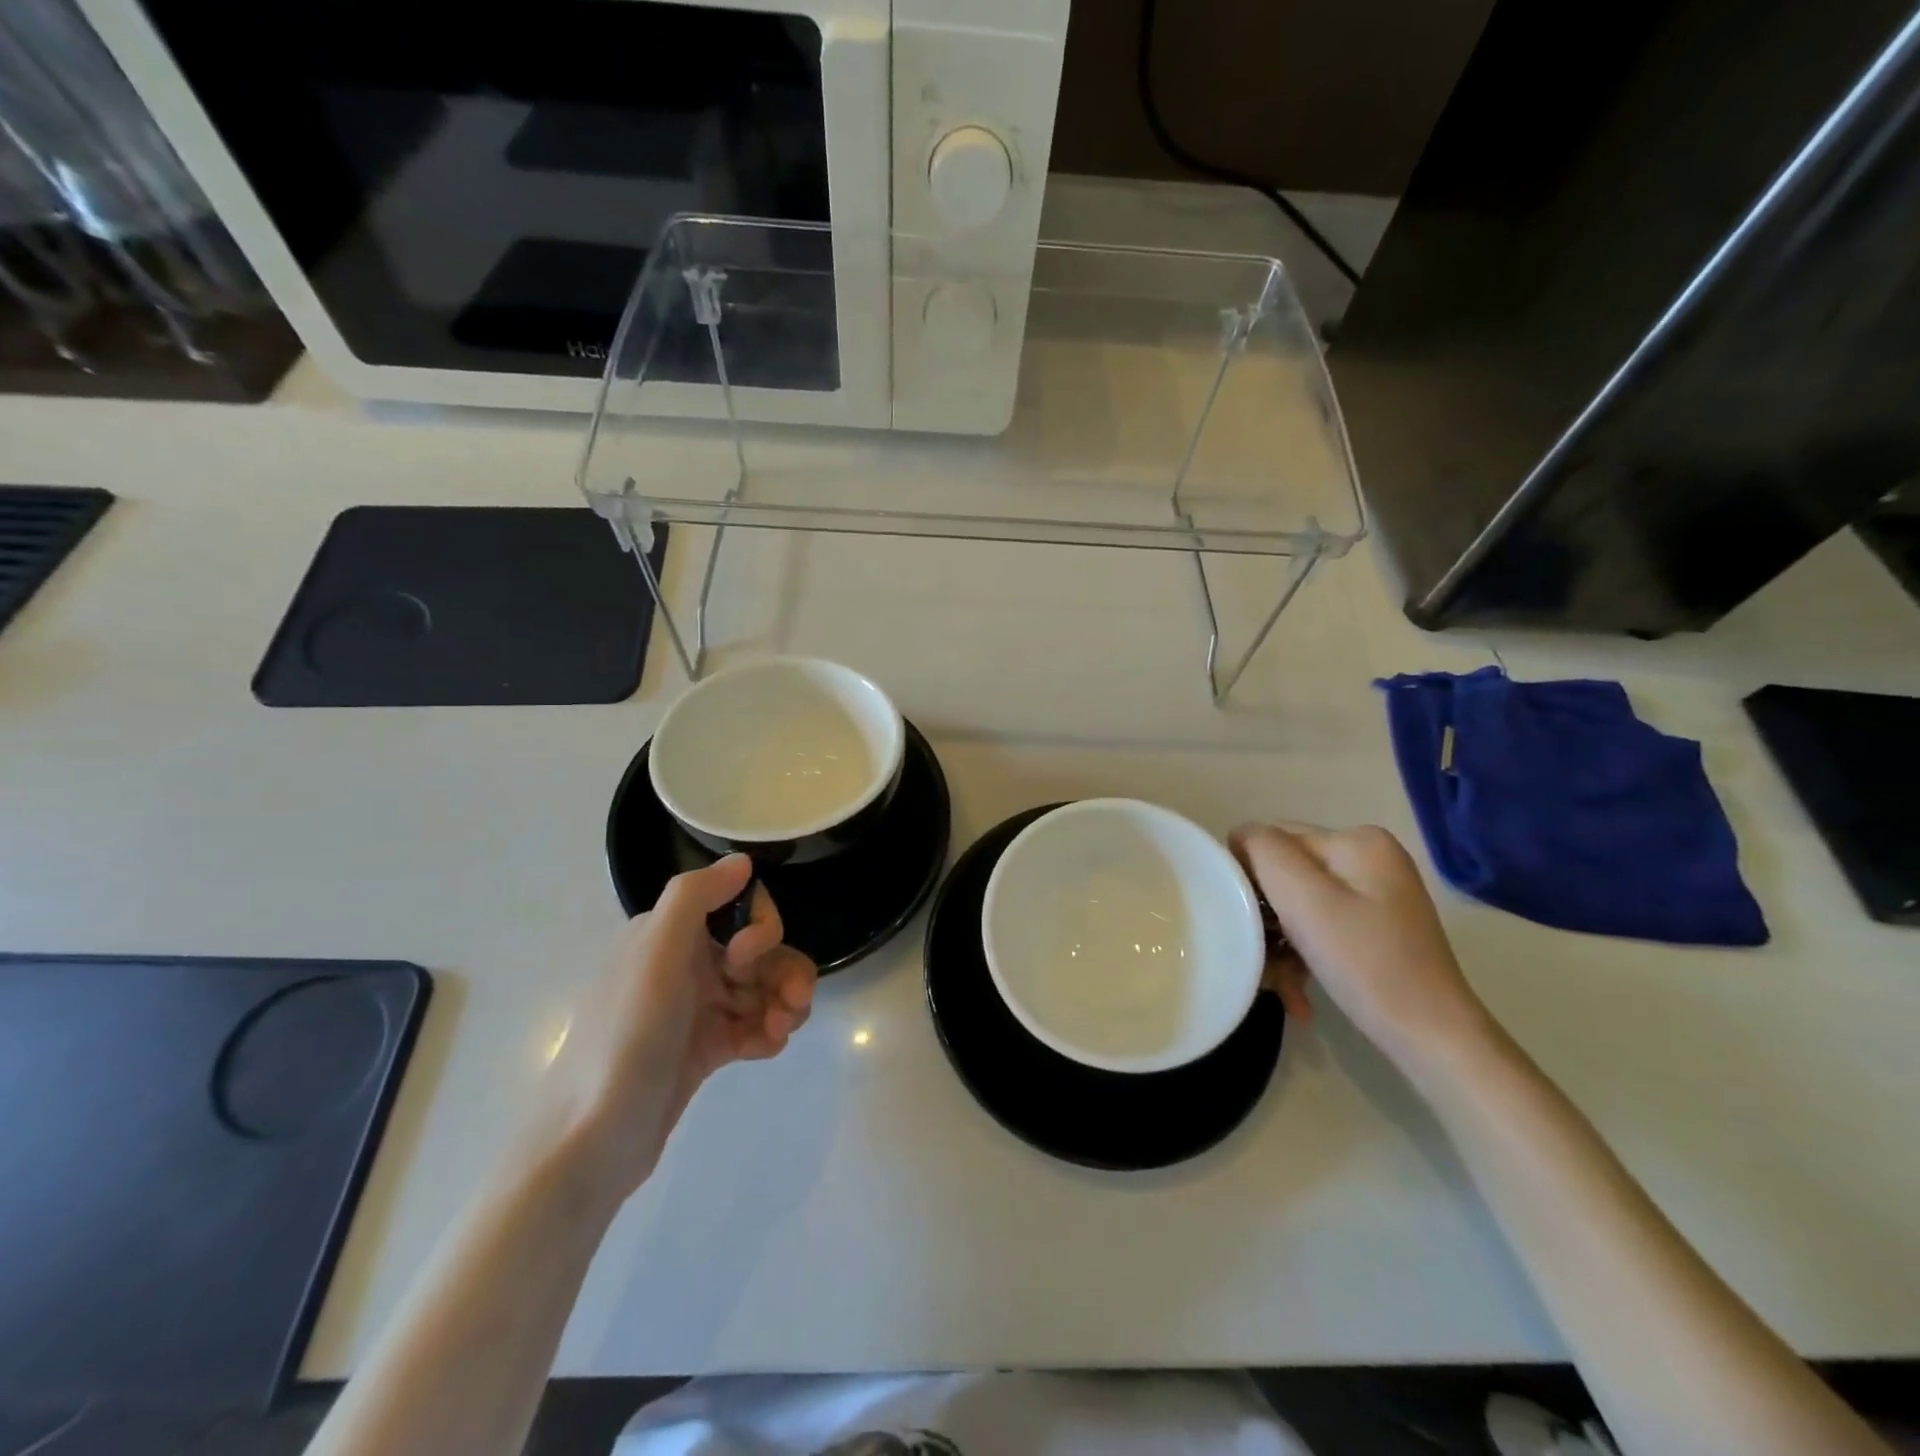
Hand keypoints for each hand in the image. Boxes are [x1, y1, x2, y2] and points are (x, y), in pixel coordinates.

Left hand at [531, 855, 816, 1203]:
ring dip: (784, 1001)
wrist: (590, 1144)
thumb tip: (742, 861)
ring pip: (761, 988)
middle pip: (758, 950)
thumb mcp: (655, 955)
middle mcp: (683, 963)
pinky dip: (768, 1031)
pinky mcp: (704, 1049)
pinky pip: (752, 1025)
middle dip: (784, 968)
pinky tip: (769, 1048)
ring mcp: (694, 1009)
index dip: (759, 926)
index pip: (736, 906)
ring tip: (784, 1030)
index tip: (748, 957)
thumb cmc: (626, 1038)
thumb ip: (696, 896)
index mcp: (669, 934)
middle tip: (794, 1002)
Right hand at [1231, 823, 1490, 1073]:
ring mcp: (1374, 895)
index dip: (1249, 879)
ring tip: (1278, 987)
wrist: (1433, 1039)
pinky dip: (1303, 958)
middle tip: (1259, 961)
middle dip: (1265, 919)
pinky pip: (1319, 929)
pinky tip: (1298, 994)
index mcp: (1356, 840)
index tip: (1243, 924)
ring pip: (1298, 907)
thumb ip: (1263, 850)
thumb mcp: (1303, 898)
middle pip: (1285, 876)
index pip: (1273, 842)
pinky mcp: (1375, 929)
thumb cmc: (1365, 963)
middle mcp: (1368, 858)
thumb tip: (1239, 837)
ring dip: (1279, 946)